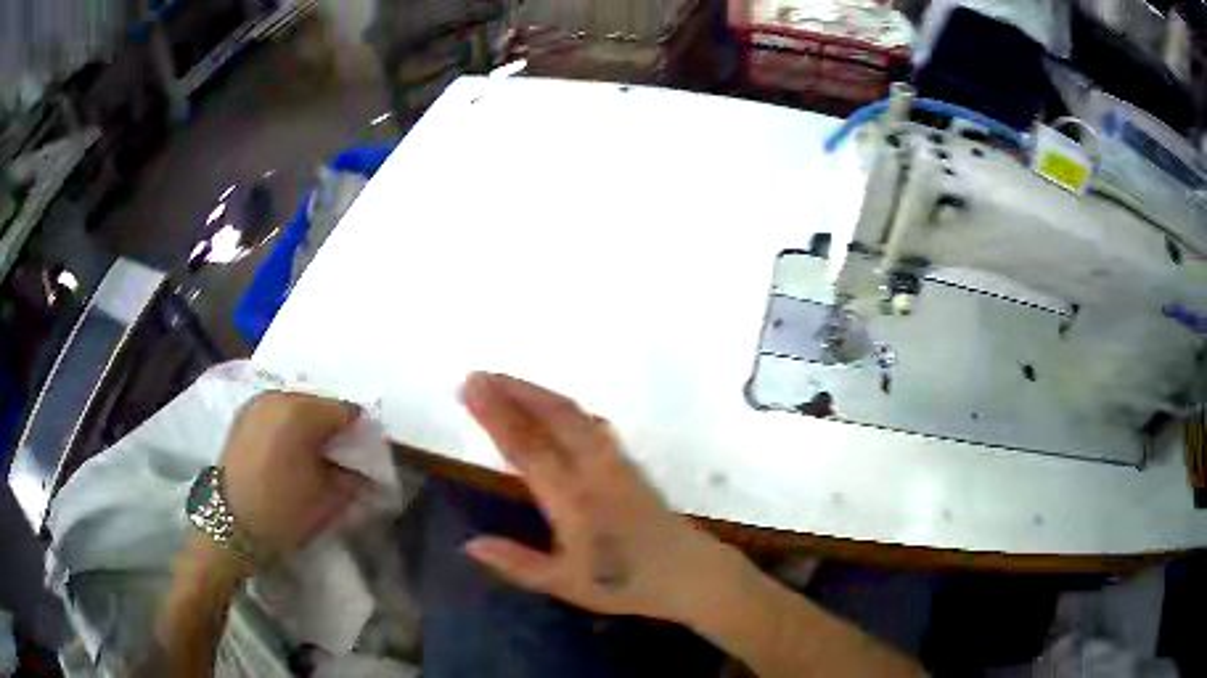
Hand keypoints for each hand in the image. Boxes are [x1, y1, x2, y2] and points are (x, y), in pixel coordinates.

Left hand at [219, 392, 363, 558]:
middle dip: (331, 425)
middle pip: (319, 402)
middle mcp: (278, 396)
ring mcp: (257, 402)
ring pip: (295, 404)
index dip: (357, 431)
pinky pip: (275, 410)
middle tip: (337, 454)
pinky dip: (286, 424)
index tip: (360, 453)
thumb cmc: (284, 510)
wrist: (231, 524)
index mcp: (302, 411)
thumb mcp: (330, 497)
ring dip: (308, 423)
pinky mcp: (243, 414)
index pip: (346, 409)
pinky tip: (288, 449)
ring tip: (310, 452)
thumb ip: (353, 474)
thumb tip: (361, 466)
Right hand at [461, 373, 740, 622]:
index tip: (470, 388)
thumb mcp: (565, 584)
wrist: (689, 573)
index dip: (497, 415)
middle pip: (553, 417)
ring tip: (504, 383)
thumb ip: (517, 563)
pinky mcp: (628, 462)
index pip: (528, 448)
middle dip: (514, 391)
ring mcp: (615, 462)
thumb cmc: (626, 583)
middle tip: (477, 376)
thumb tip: (469, 544)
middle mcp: (595, 471)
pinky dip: (562, 407)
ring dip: (537, 394)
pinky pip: (590, 422)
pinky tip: (551, 407)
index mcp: (574, 501)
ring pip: (574, 415)